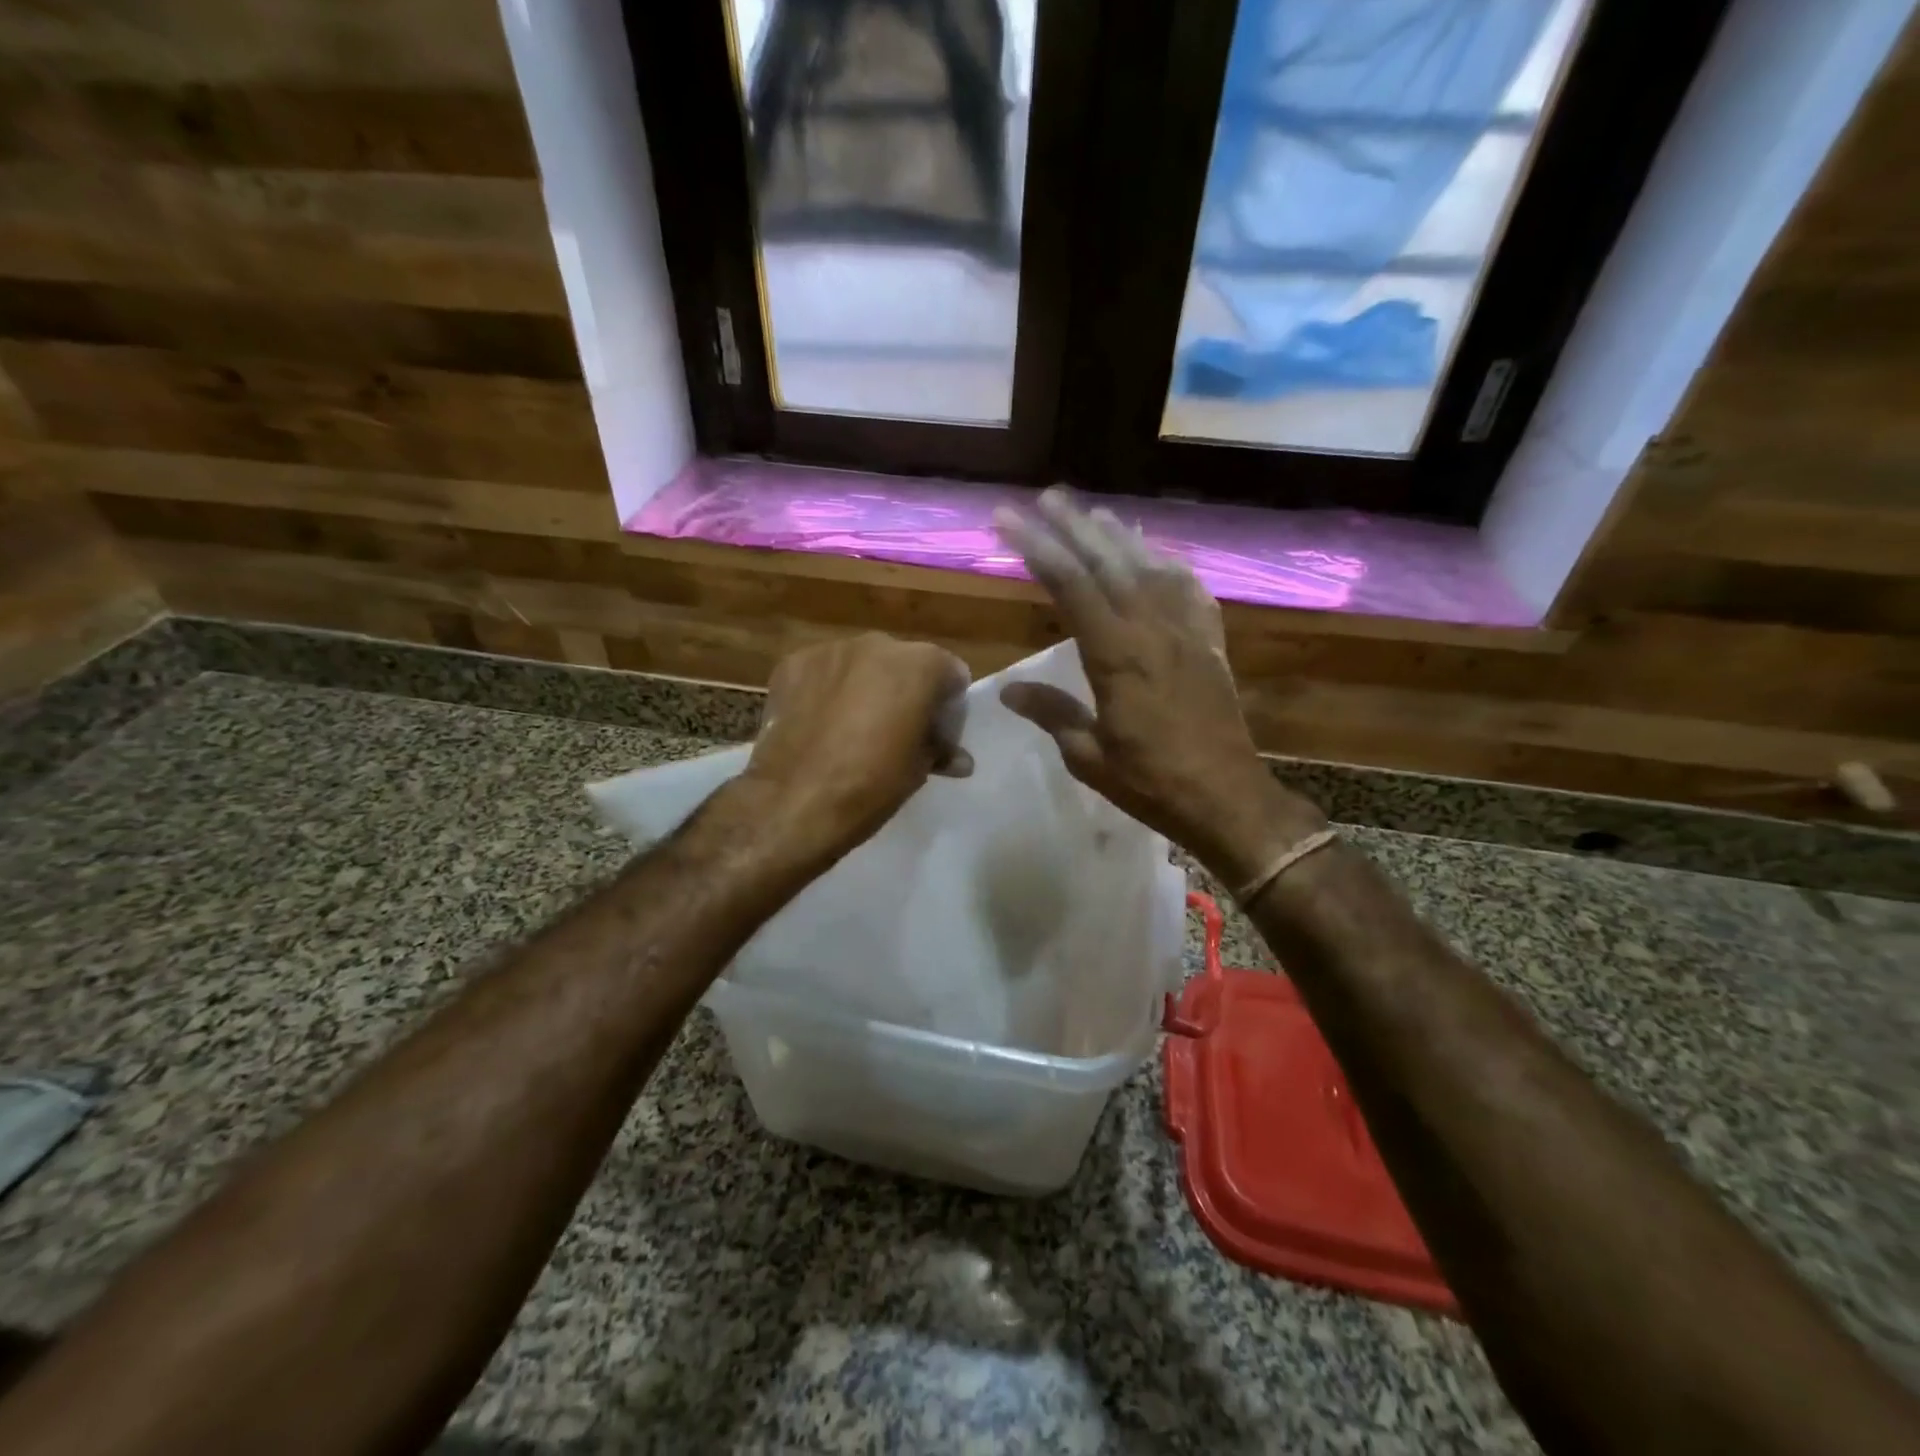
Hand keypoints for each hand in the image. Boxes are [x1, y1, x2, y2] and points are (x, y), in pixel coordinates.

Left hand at [739, 632, 971, 868]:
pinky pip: (822, 672)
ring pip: (861, 664)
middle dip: (905, 691)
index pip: (950, 672)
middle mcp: (877, 644)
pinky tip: (820, 724)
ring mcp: (830, 650)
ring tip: (854, 727)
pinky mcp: (792, 664)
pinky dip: (827, 691)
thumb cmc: (872, 784)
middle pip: (904, 663)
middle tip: (898, 730)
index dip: (948, 705)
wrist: (796, 801)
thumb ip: (940, 748)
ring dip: (865, 687)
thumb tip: (957, 758)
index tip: (938, 734)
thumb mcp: (919, 769)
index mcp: (920, 664)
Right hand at [993, 490, 1323, 880]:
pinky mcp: (1210, 645)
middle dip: (1075, 526)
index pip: (1069, 585)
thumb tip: (1009, 690)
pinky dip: (1172, 567)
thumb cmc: (1151, 782)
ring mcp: (1186, 633)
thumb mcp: (1089, 755)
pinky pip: (1191, 593)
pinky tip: (1161, 557)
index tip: (1009, 518)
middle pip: (1109, 563)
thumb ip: (1052, 713)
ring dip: (1122, 537)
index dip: (1037, 547)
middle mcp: (1152, 630)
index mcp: (1115, 655)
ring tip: (1097, 513)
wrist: (1227, 798)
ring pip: (1151, 569)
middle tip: (1048, 496)